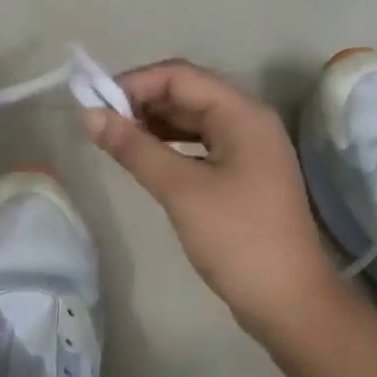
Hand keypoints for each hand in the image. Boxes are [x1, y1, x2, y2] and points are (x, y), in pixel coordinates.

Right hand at [82, 60, 350, 344]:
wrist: (287, 300)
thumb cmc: (237, 238)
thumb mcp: (181, 190)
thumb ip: (134, 148)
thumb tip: (89, 116)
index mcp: (243, 114)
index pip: (180, 76)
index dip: (135, 84)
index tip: (95, 105)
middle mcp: (249, 122)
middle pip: (188, 94)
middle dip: (142, 103)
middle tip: (100, 124)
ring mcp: (248, 150)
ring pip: (192, 121)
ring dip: (153, 124)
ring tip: (115, 140)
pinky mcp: (242, 176)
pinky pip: (200, 146)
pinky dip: (169, 147)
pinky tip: (144, 160)